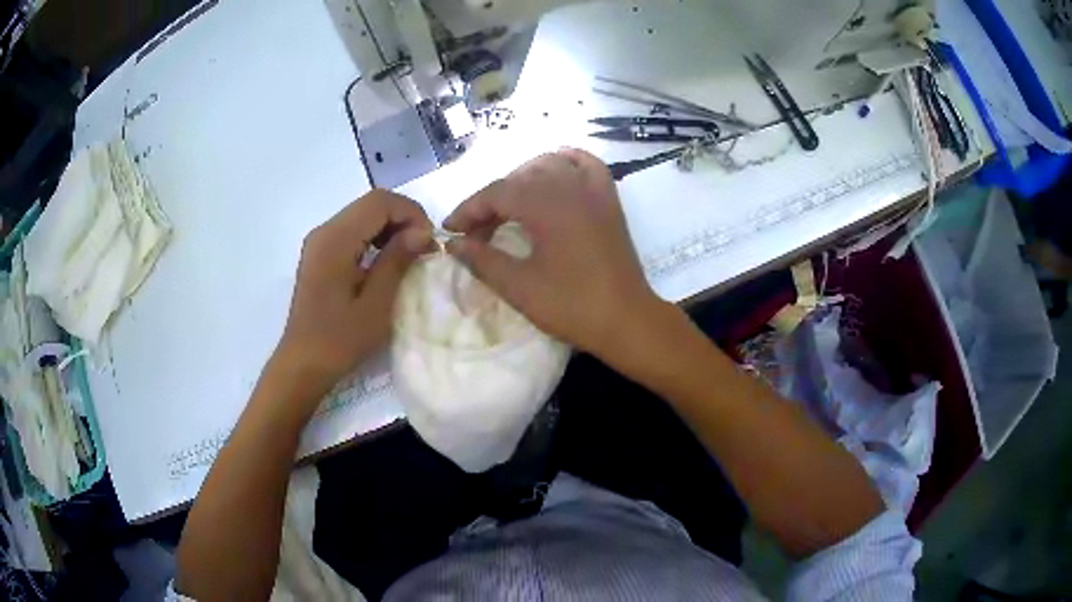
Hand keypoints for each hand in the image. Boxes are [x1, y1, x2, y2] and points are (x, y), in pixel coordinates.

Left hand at [275, 190, 432, 397]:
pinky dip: (375, 236)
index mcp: (335, 240)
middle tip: (424, 248)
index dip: (411, 213)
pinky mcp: (320, 253)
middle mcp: (324, 231)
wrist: (304, 363)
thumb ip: (397, 260)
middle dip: (403, 218)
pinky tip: (387, 260)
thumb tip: (422, 232)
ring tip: (409, 254)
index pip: (379, 202)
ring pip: (363, 214)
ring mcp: (319, 241)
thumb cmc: (340, 340)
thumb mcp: (376, 304)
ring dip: (390, 226)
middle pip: (370, 204)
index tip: (429, 242)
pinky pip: (353, 230)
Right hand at [444, 149, 663, 357]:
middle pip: (518, 179)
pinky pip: (586, 164)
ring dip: (522, 181)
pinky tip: (553, 173)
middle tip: (477, 234)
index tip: (450, 231)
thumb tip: (452, 243)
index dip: (468, 210)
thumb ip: (482, 260)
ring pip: (549, 165)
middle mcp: (569, 186)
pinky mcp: (609, 199)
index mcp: (546, 205)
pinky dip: (565, 162)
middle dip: (492, 202)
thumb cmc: (572, 306)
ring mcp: (593, 190)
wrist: (627, 320)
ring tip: (508, 209)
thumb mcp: (519, 287)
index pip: (496, 193)